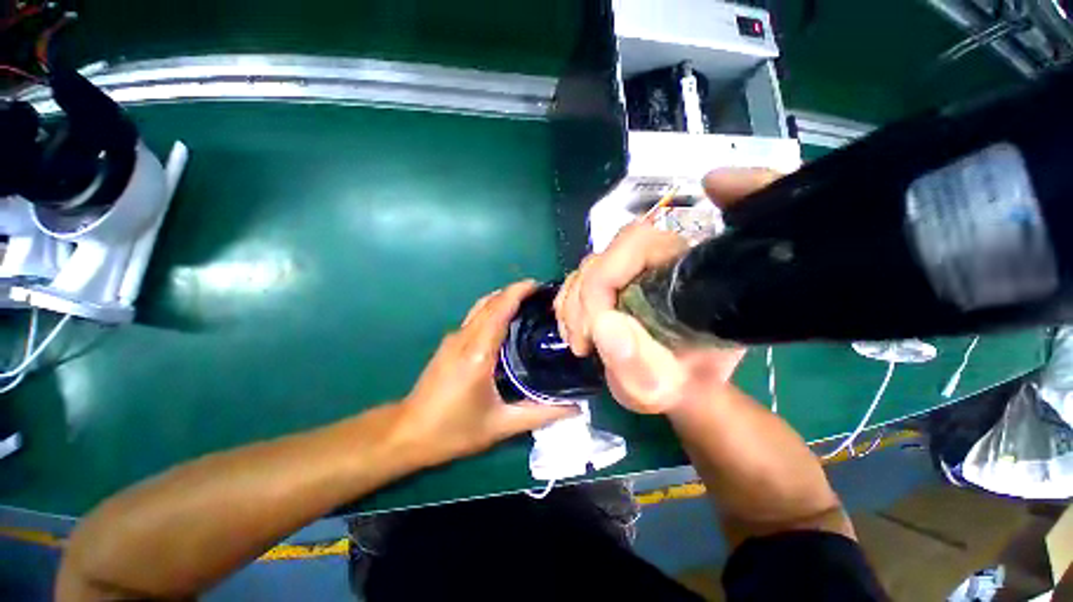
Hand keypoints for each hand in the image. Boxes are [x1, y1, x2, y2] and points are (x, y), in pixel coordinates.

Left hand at [396, 280, 578, 466]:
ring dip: (502, 299)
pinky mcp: (449, 344)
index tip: (538, 285)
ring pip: (480, 307)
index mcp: (478, 353)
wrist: (408, 433)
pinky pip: (474, 318)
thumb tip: (574, 408)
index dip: (518, 292)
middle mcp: (464, 338)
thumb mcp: (500, 425)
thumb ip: (540, 414)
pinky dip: (492, 311)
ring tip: (526, 304)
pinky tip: (505, 323)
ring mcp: (453, 339)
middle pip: (490, 302)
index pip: (499, 309)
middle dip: (514, 292)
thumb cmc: (453, 430)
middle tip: (540, 296)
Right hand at [555, 168, 779, 413]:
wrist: (686, 389)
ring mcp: (637, 270)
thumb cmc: (688, 385)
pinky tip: (577, 329)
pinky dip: (571, 303)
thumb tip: (606, 327)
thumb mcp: (674, 389)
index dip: (605, 278)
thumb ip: (645, 367)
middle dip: (582, 297)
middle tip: (582, 341)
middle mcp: (662, 260)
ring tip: (579, 340)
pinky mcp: (619, 283)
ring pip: (588, 265)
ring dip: (573, 302)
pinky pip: (583, 279)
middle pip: (604, 252)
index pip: (637, 243)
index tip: (594, 328)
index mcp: (689, 270)